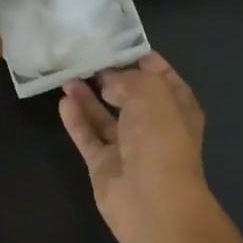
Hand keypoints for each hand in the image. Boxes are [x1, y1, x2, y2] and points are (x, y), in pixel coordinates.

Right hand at [59, 53, 212, 242]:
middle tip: (85, 56)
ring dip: (89, 97)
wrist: (152, 200)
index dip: (143, 60)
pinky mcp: (104, 166)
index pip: (162, 77)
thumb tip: (109, 81)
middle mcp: (155, 126)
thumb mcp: (150, 92)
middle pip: (131, 96)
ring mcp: (129, 148)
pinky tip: (64, 101)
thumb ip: (128, 79)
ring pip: (106, 117)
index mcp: (178, 107)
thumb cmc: (160, 138)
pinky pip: (89, 137)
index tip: (117, 42)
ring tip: (68, 75)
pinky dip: (77, 120)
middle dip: (111, 77)